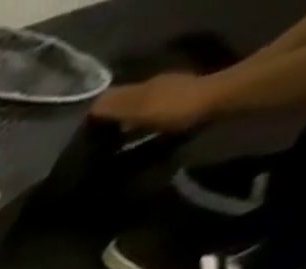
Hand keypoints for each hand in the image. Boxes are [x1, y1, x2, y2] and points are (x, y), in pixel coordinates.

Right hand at [91, 72, 221, 131]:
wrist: (221, 101)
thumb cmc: (174, 106)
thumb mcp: (138, 106)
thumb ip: (114, 106)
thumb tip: (90, 108)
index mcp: (145, 85)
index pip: (112, 98)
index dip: (97, 116)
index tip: (84, 136)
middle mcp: (159, 86)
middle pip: (127, 104)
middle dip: (112, 121)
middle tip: (97, 144)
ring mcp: (174, 95)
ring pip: (142, 111)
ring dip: (129, 125)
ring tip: (116, 146)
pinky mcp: (185, 107)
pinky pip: (155, 119)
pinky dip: (145, 129)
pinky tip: (140, 142)